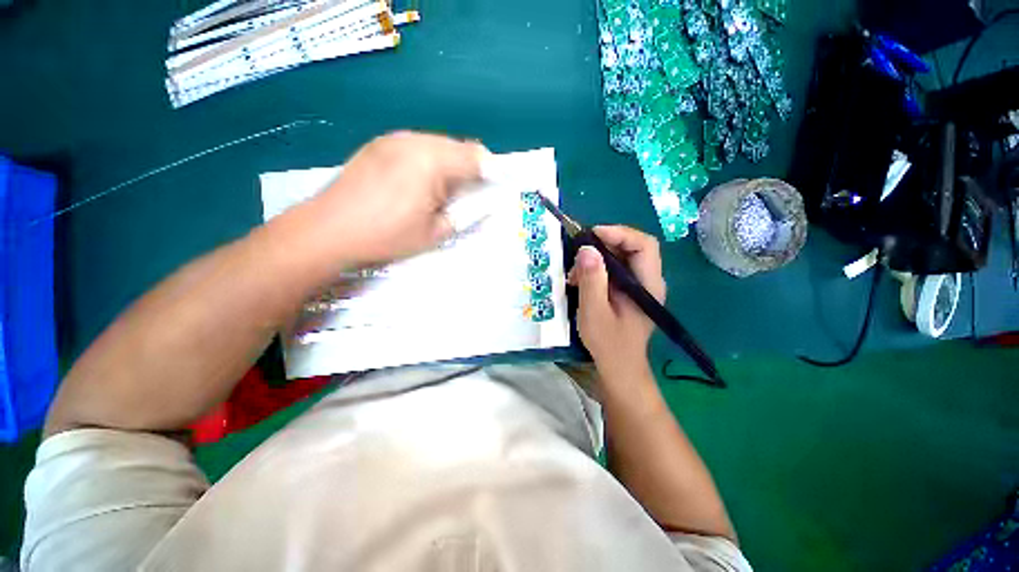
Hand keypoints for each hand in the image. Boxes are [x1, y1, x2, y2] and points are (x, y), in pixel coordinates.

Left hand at [306, 131, 485, 265]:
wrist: (328, 230)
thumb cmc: (387, 235)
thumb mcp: (435, 233)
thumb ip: (465, 214)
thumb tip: (483, 203)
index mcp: (432, 161)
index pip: (476, 156)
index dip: (493, 171)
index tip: (497, 188)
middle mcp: (414, 140)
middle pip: (458, 146)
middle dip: (471, 167)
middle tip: (470, 194)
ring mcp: (394, 138)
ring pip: (438, 144)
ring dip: (450, 163)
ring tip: (444, 191)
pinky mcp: (379, 143)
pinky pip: (417, 145)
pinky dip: (429, 160)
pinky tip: (419, 182)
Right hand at [568, 226, 665, 378]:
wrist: (619, 367)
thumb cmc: (609, 343)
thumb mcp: (595, 312)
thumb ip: (592, 280)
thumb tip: (586, 249)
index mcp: (648, 285)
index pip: (644, 245)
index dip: (619, 233)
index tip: (591, 235)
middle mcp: (649, 281)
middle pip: (632, 247)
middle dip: (604, 244)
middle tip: (578, 252)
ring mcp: (639, 286)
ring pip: (621, 257)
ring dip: (597, 258)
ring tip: (575, 272)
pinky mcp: (629, 291)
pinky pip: (615, 269)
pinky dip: (596, 269)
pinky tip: (580, 280)